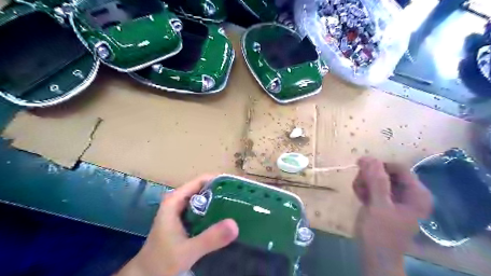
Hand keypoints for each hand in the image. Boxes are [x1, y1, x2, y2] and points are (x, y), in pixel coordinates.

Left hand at [115, 175, 237, 275]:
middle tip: (241, 197)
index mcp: (175, 200)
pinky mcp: (184, 220)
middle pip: (204, 189)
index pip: (201, 181)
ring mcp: (181, 211)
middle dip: (222, 191)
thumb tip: (235, 224)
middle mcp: (178, 201)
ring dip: (219, 202)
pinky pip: (203, 210)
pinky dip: (214, 212)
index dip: (219, 180)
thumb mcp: (187, 251)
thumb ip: (210, 238)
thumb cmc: (162, 261)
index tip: (237, 186)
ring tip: (238, 205)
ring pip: (204, 200)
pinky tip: (225, 218)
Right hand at [354, 157, 432, 275]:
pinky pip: (373, 186)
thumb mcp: (378, 206)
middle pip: (386, 172)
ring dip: (364, 183)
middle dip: (369, 177)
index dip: (378, 166)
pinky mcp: (385, 201)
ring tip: (359, 194)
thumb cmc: (380, 233)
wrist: (375, 255)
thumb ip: (376, 181)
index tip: (360, 168)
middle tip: (359, 186)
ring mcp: (396, 197)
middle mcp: (408, 193)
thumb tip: (369, 157)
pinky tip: (360, 197)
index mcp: (416, 194)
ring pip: (376, 178)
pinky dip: (364, 189)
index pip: (398, 167)